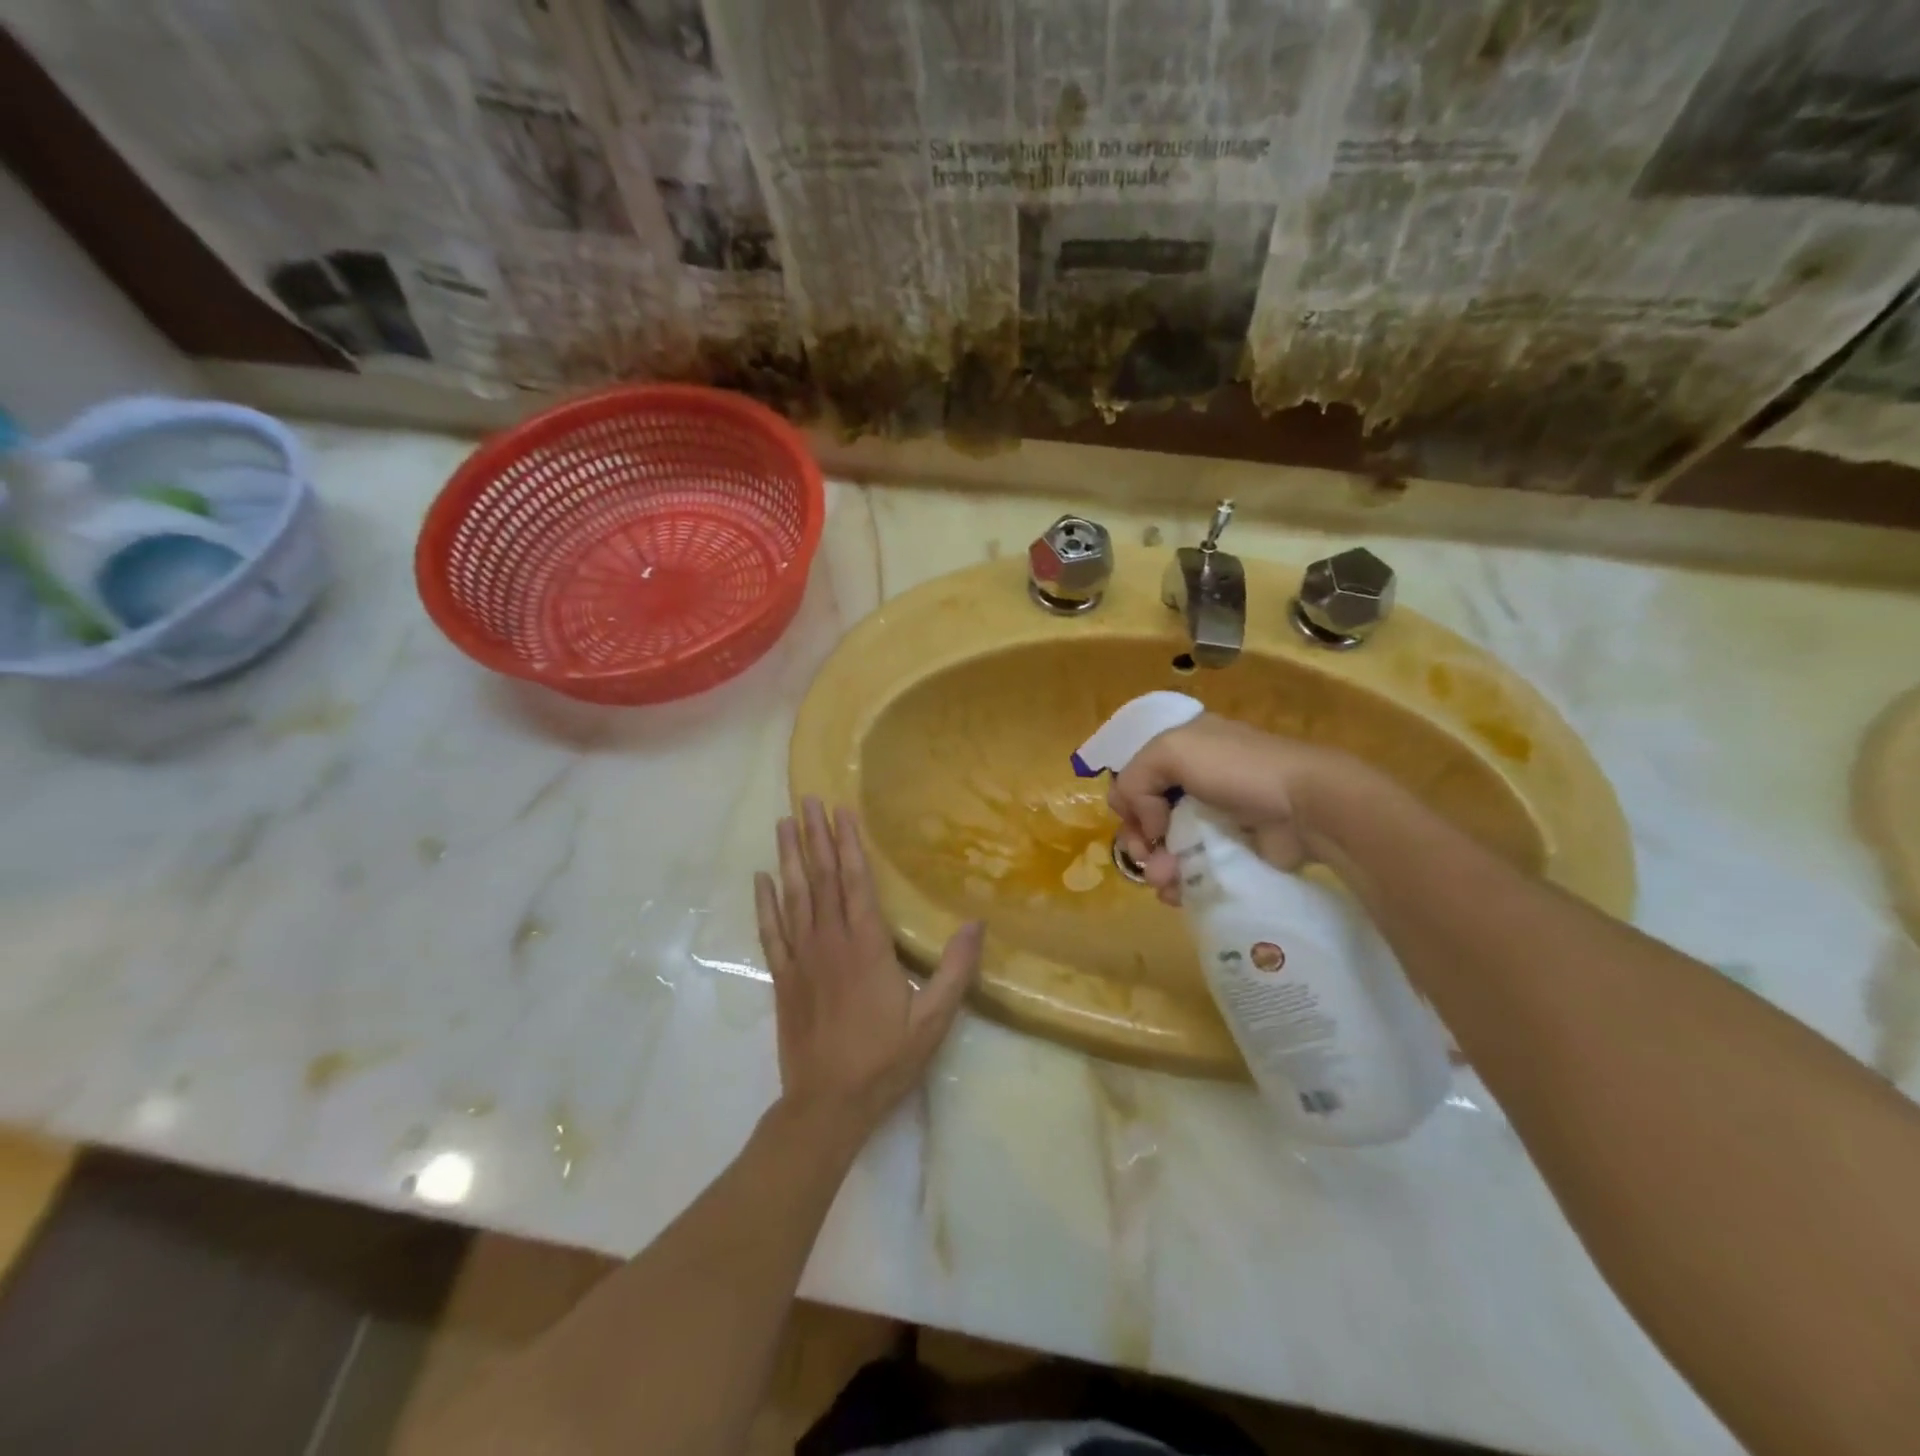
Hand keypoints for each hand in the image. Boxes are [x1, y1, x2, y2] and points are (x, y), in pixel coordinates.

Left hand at [755, 798, 982, 1139]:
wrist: (827, 1105)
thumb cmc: (884, 1060)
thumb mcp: (933, 1019)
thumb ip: (955, 970)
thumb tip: (975, 923)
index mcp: (867, 947)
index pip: (855, 882)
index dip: (848, 844)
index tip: (840, 811)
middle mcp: (830, 942)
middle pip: (821, 879)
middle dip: (815, 837)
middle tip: (806, 800)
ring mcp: (801, 958)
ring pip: (793, 897)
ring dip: (789, 857)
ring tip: (783, 823)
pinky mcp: (783, 978)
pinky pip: (771, 931)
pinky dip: (765, 903)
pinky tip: (762, 878)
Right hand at [1107, 714, 1357, 905]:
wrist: (1307, 805)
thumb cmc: (1237, 769)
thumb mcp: (1172, 751)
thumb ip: (1136, 779)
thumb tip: (1149, 826)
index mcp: (1181, 750)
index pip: (1135, 779)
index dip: (1130, 802)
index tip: (1144, 822)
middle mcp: (1194, 781)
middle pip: (1146, 816)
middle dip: (1139, 840)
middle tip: (1147, 857)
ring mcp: (1214, 818)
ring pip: (1166, 847)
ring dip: (1156, 866)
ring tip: (1164, 882)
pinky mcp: (1231, 851)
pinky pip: (1192, 869)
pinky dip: (1178, 882)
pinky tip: (1176, 893)